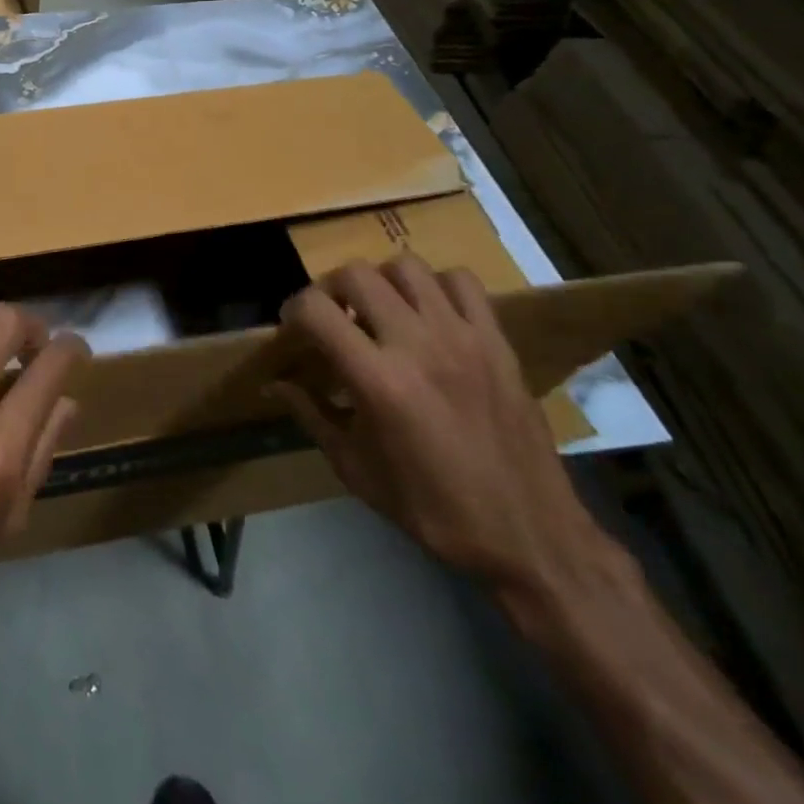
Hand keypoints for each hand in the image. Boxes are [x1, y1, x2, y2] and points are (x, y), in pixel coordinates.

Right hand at [269, 254, 614, 603]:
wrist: (529, 536)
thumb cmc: (431, 508)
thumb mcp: (355, 468)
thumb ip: (310, 415)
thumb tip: (275, 384)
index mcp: (377, 380)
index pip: (316, 309)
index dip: (292, 310)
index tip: (292, 329)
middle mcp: (417, 345)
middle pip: (357, 274)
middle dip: (331, 288)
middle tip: (331, 316)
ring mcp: (463, 338)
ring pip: (407, 267)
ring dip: (382, 281)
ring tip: (379, 310)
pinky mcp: (497, 341)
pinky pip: (461, 282)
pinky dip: (435, 286)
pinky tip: (428, 314)